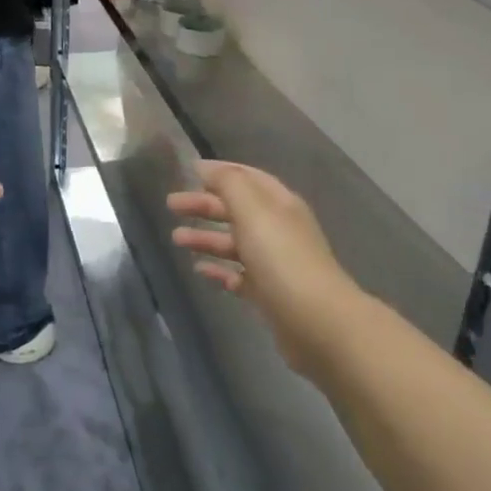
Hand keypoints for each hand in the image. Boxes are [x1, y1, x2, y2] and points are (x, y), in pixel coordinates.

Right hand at [167, 161, 358, 374]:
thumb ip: (228, 184)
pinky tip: (199, 270)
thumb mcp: (253, 210)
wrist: (319, 323)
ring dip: (206, 238)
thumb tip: (206, 167)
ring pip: (235, 243)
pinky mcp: (270, 295)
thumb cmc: (282, 258)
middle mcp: (279, 230)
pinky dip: (219, 270)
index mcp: (279, 204)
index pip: (248, 178)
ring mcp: (275, 264)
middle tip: (171, 205)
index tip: (188, 171)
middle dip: (205, 205)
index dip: (220, 172)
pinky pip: (239, 276)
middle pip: (237, 210)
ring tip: (176, 239)